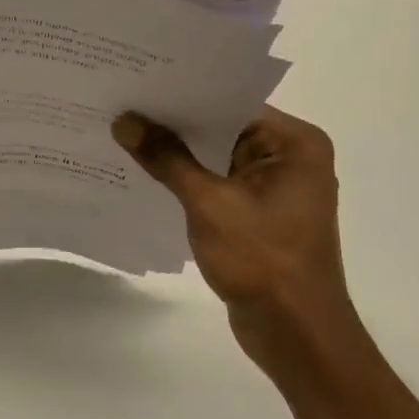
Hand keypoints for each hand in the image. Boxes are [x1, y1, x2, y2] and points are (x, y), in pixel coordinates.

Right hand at [112, 104, 363, 379]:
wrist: (296, 335)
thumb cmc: (263, 260)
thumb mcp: (208, 202)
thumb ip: (166, 158)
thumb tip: (125, 121)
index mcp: (294, 143)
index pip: (230, 102)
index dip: (183, 94)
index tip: (138, 82)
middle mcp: (290, 157)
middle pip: (222, 127)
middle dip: (174, 123)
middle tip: (122, 104)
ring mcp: (274, 188)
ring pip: (216, 156)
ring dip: (177, 153)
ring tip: (124, 132)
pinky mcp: (258, 214)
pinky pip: (216, 183)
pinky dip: (186, 180)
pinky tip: (145, 172)